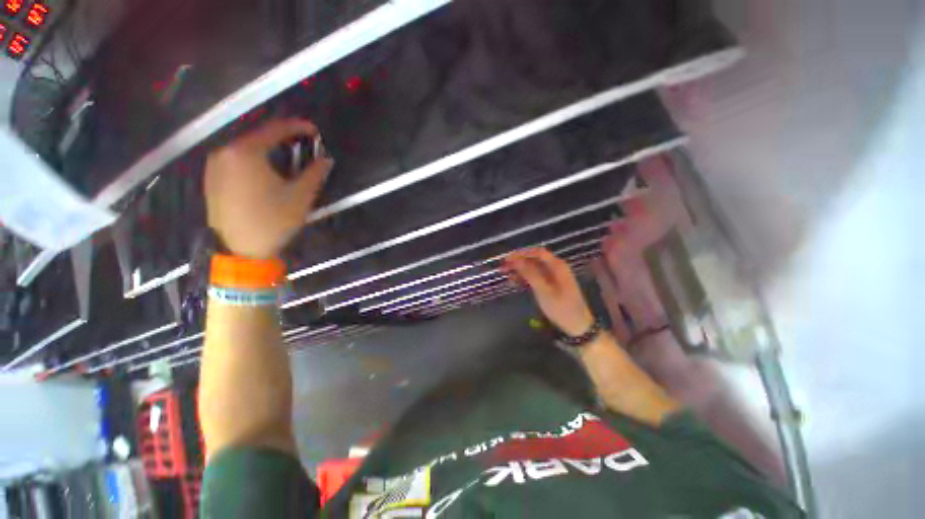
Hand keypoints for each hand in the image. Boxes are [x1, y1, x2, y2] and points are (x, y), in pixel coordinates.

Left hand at [204, 119, 333, 258]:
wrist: (240, 249)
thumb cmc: (273, 220)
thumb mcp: (300, 196)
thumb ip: (315, 173)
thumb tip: (327, 160)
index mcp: (246, 152)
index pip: (275, 129)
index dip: (298, 127)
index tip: (314, 131)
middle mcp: (225, 152)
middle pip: (258, 137)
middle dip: (282, 138)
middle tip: (303, 144)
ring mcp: (215, 165)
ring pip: (246, 149)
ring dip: (268, 149)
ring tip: (288, 157)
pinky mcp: (212, 179)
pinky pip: (236, 160)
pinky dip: (255, 159)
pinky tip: (267, 170)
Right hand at [503, 248, 594, 335]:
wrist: (578, 326)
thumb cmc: (562, 308)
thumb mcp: (544, 292)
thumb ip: (530, 274)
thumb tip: (516, 261)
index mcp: (557, 266)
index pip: (537, 252)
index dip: (521, 253)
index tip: (507, 258)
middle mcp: (555, 267)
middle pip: (534, 259)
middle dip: (518, 261)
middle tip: (503, 266)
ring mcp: (553, 276)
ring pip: (533, 267)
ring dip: (519, 269)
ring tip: (505, 273)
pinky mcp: (549, 284)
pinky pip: (535, 276)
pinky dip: (524, 277)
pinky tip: (514, 281)